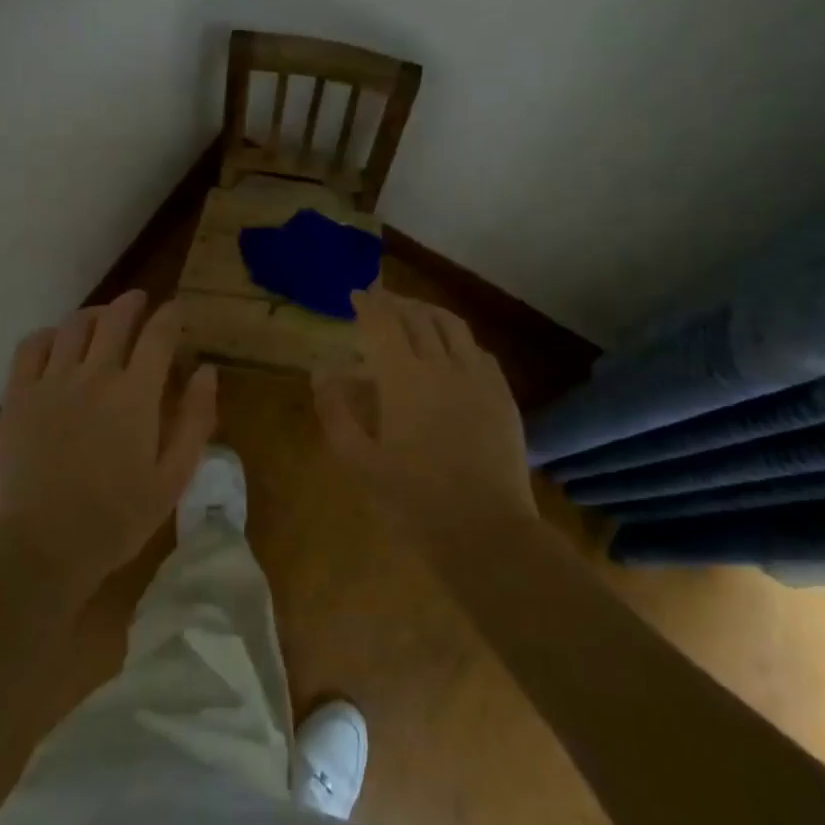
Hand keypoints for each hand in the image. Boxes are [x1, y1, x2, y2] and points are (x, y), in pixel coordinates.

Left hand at [0, 290, 217, 590]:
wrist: (40, 547)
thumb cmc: (116, 519)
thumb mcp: (173, 478)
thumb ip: (195, 420)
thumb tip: (206, 372)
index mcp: (136, 394)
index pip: (159, 334)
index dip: (171, 315)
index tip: (177, 310)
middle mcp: (95, 375)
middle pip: (116, 317)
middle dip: (133, 302)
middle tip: (141, 302)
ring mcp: (52, 381)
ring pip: (74, 325)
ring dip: (94, 314)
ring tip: (102, 320)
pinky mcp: (18, 395)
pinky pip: (31, 346)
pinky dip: (48, 335)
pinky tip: (56, 343)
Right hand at [313, 288, 536, 543]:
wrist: (485, 531)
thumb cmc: (413, 499)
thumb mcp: (359, 462)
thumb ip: (336, 412)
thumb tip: (322, 373)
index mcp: (403, 378)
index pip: (383, 323)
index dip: (368, 304)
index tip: (356, 294)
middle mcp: (442, 365)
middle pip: (418, 316)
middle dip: (396, 302)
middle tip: (380, 298)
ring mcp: (478, 377)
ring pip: (452, 326)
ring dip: (428, 311)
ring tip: (414, 311)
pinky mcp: (502, 395)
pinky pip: (479, 351)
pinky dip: (458, 339)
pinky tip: (452, 348)